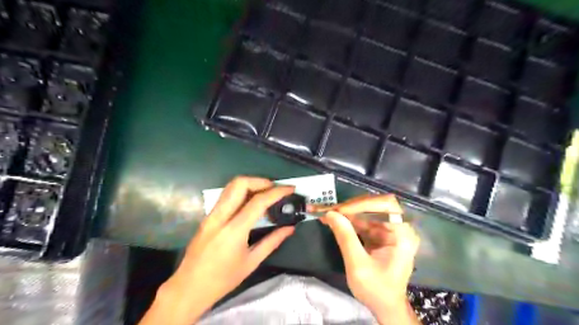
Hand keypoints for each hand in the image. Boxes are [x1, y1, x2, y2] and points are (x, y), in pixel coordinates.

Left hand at [140, 178, 294, 324]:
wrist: (189, 289)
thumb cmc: (222, 280)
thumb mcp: (251, 262)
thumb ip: (272, 241)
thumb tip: (290, 228)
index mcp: (233, 231)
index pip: (258, 201)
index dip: (277, 192)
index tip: (290, 189)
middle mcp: (220, 217)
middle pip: (239, 183)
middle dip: (260, 181)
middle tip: (275, 189)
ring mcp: (210, 215)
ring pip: (230, 186)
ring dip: (250, 184)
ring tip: (265, 193)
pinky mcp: (207, 217)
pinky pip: (226, 196)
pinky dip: (241, 192)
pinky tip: (250, 203)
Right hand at [313, 194, 420, 322]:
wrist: (385, 307)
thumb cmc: (377, 290)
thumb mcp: (358, 266)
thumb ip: (346, 238)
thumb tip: (331, 214)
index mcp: (403, 235)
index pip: (386, 206)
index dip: (363, 204)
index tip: (340, 210)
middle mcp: (399, 228)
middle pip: (374, 206)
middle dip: (350, 207)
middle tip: (328, 209)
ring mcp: (389, 230)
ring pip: (365, 212)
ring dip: (345, 212)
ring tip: (324, 211)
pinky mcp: (379, 234)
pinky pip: (362, 221)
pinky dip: (347, 220)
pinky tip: (333, 219)